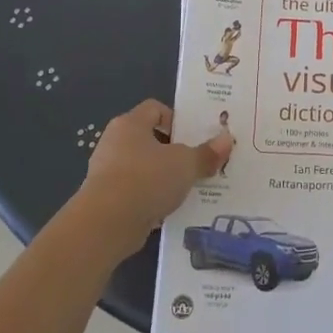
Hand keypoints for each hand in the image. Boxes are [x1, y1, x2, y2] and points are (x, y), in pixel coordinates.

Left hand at [73, 100, 232, 262]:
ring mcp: (106, 172)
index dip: (176, 119)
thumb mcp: (185, 164)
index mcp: (130, 124)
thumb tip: (227, 139)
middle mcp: (114, 142)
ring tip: (186, 189)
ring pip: (143, 168)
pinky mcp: (105, 200)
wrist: (105, 224)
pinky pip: (135, 192)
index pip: (154, 109)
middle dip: (173, 151)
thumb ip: (206, 153)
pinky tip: (168, 210)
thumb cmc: (146, 179)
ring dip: (162, 177)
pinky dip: (150, 198)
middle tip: (196, 163)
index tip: (194, 137)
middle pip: (149, 139)